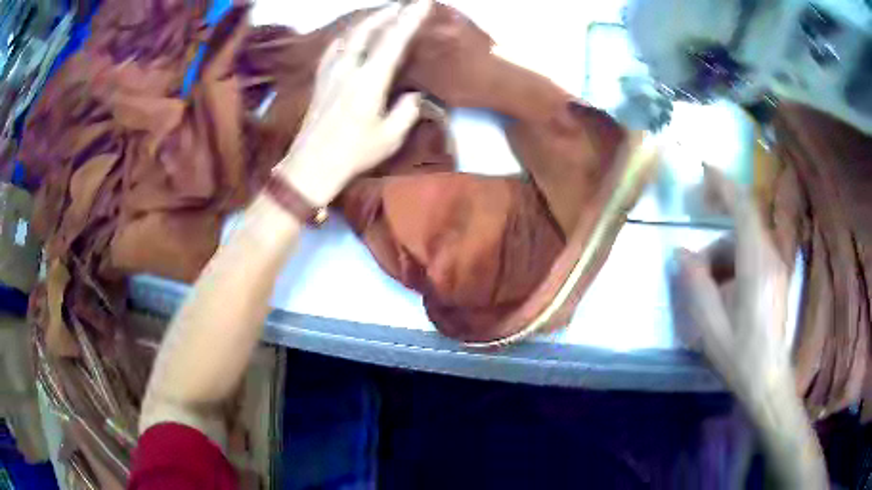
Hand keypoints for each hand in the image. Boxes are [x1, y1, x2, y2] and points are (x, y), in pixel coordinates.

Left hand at [276, 0, 431, 205]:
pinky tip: (349, 37)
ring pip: (349, 36)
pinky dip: (347, 37)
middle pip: (368, 30)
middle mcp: (348, 69)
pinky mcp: (320, 81)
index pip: (393, 41)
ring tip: (381, 15)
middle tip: (403, 4)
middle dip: (388, 13)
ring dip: (367, 21)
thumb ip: (407, 111)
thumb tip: (414, 96)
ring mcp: (330, 73)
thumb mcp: (390, 137)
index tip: (422, 3)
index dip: (410, 19)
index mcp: (369, 81)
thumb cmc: (353, 154)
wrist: (311, 166)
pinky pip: (334, 49)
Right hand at [674, 165, 791, 398]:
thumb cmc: (740, 355)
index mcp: (756, 263)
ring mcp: (776, 266)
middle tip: (696, 213)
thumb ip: (696, 284)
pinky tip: (722, 289)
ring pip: (747, 239)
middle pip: (744, 219)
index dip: (723, 183)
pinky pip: (753, 253)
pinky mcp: (776, 277)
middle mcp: (770, 256)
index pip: (743, 207)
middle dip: (720, 212)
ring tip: (704, 280)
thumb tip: (681, 252)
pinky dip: (734, 260)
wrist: (769, 380)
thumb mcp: (710, 325)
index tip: (703, 168)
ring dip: (723, 248)